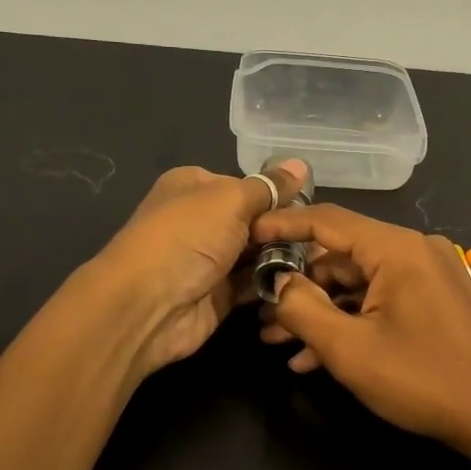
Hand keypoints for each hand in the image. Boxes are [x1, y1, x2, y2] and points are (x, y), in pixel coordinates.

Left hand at [91, 159, 308, 377]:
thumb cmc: (187, 237)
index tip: (312, 207)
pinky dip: (276, 284)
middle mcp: (202, 221)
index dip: (278, 195)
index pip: (247, 185)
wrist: (147, 305)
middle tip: (323, 239)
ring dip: (285, 258)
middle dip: (286, 230)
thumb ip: (268, 187)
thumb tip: (301, 164)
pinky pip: (255, 285)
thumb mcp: (231, 200)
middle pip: (256, 221)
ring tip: (323, 261)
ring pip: (259, 254)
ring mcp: (210, 260)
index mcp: (195, 187)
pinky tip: (306, 282)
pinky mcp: (219, 295)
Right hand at [252, 204, 470, 449]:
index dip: (282, 226)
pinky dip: (348, 323)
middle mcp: (413, 251)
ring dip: (318, 313)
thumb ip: (303, 309)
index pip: (327, 220)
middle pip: (340, 256)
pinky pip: (379, 302)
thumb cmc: (423, 379)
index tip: (246, 237)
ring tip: (276, 342)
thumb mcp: (350, 349)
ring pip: (356, 284)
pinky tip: (314, 358)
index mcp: (397, 248)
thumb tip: (276, 282)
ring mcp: (426, 277)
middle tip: (259, 314)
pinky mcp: (432, 302)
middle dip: (297, 288)